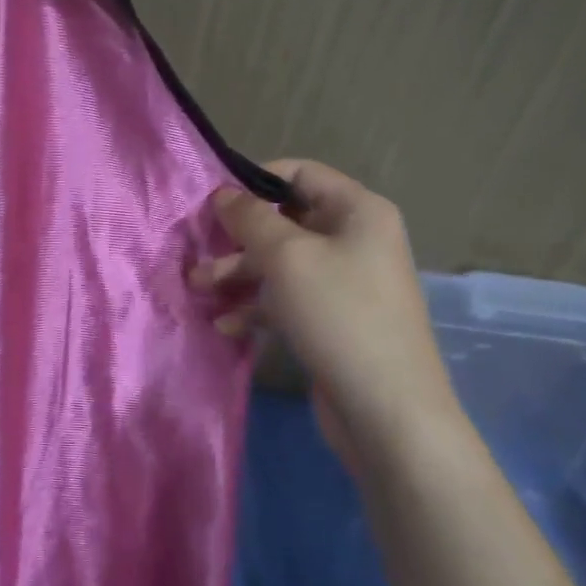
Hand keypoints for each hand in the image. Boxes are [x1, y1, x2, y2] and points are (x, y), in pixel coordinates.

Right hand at [191, 160, 458, 468]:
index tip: (213, 200)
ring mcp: (345, 283)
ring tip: (198, 288)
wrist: (388, 412)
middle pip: (286, 221)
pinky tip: (225, 324)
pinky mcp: (333, 321)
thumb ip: (249, 218)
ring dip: (238, 273)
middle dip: (238, 236)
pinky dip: (256, 306)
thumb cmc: (338, 315)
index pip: (300, 173)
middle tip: (198, 250)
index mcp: (358, 211)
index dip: (255, 180)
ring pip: (281, 263)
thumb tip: (223, 193)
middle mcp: (355, 240)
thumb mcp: (287, 256)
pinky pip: (288, 299)